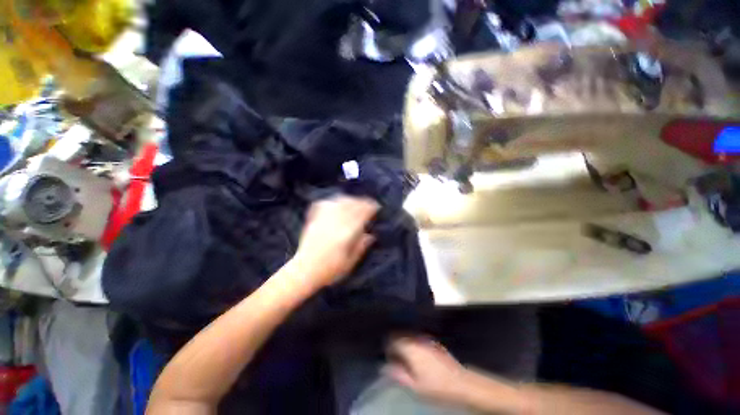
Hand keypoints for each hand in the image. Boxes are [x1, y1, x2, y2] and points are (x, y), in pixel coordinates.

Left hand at [292, 196, 378, 287]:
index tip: (376, 206)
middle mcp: (335, 223)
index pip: (361, 214)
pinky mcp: (314, 220)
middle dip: (362, 202)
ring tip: (354, 202)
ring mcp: (323, 220)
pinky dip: (333, 201)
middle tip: (368, 203)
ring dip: (349, 199)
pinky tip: (336, 203)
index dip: (370, 208)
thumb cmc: (330, 270)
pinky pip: (324, 204)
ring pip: (338, 202)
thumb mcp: (350, 262)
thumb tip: (370, 235)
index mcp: (346, 233)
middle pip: (351, 205)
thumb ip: (361, 246)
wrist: (304, 271)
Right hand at [384, 337, 469, 403]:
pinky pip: (420, 340)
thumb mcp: (414, 386)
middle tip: (394, 356)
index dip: (388, 347)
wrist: (461, 384)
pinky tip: (418, 356)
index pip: (393, 340)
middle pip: (402, 336)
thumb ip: (398, 374)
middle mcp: (418, 340)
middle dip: (396, 344)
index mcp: (410, 348)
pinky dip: (415, 345)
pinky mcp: (435, 344)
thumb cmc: (436, 387)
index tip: (387, 356)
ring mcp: (427, 340)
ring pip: (411, 337)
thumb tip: (385, 367)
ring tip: (405, 357)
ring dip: (406, 344)